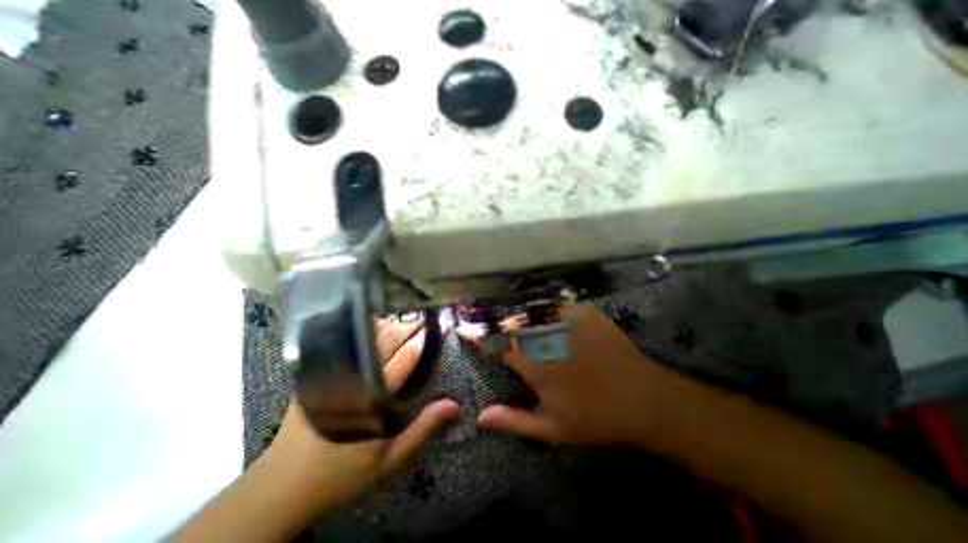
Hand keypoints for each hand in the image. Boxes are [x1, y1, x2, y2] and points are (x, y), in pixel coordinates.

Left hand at [262, 317, 457, 510]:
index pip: (406, 358)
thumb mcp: (389, 459)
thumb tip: (454, 406)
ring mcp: (333, 371)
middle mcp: (355, 376)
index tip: (440, 326)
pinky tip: (374, 324)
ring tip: (405, 315)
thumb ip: (422, 430)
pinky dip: (364, 331)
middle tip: (425, 315)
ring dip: (389, 324)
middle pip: (387, 341)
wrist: (281, 486)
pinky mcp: (316, 372)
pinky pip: (345, 343)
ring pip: (366, 338)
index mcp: (375, 396)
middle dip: (409, 326)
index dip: (424, 340)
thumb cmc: (342, 472)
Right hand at [470, 302, 686, 446]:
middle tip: (479, 316)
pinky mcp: (584, 313)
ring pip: (529, 310)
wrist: (643, 400)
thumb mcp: (552, 429)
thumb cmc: (595, 418)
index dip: (477, 334)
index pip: (498, 344)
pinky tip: (533, 305)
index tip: (463, 327)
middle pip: (511, 322)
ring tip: (500, 310)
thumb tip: (480, 418)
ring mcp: (567, 323)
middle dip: (492, 319)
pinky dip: (538, 304)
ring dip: (512, 310)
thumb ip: (514, 421)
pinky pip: (554, 302)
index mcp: (536, 367)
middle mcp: (547, 339)